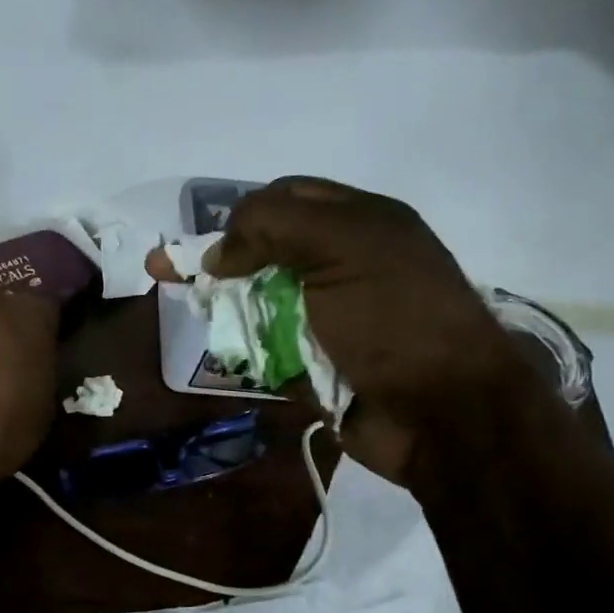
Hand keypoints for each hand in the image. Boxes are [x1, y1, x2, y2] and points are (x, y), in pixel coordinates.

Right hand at [206, 177, 522, 479]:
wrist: (444, 414)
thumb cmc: (396, 319)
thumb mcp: (343, 247)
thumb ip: (275, 226)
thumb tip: (217, 252)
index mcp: (360, 223)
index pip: (285, 199)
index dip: (239, 216)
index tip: (203, 247)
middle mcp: (343, 264)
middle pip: (266, 252)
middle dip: (220, 262)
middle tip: (169, 275)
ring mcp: (331, 317)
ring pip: (262, 301)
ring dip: (230, 308)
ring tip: (201, 317)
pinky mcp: (320, 364)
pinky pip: (270, 349)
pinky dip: (247, 350)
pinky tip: (226, 352)